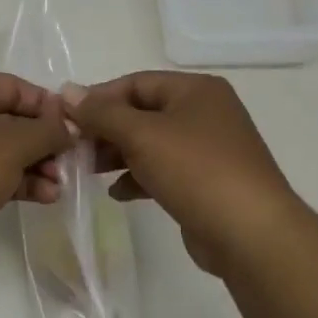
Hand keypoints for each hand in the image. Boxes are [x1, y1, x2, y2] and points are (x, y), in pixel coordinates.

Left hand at [0, 73, 76, 271]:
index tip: (76, 125)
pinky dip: (21, 182)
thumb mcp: (14, 143)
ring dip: (37, 165)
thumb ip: (49, 130)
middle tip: (72, 159)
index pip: (15, 86)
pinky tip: (46, 196)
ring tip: (61, 184)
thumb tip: (70, 125)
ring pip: (7, 150)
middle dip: (45, 140)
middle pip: (13, 119)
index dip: (47, 104)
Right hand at [66, 72, 297, 279]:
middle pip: (142, 113)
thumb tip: (68, 91)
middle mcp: (204, 113)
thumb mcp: (142, 135)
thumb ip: (102, 113)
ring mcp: (208, 149)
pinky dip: (138, 177)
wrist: (251, 234)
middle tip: (73, 148)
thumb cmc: (196, 171)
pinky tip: (117, 193)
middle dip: (106, 130)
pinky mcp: (206, 183)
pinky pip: (163, 170)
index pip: (135, 83)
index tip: (66, 119)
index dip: (98, 98)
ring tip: (88, 170)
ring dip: (117, 154)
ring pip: (150, 144)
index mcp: (195, 90)